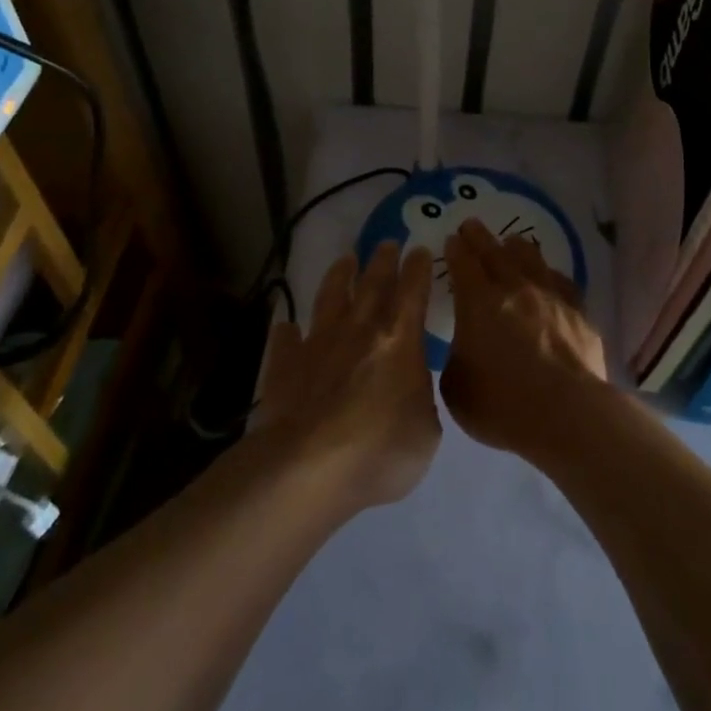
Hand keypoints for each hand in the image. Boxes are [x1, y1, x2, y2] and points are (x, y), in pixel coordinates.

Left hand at [247, 243, 441, 509]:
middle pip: (372, 285)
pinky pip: (286, 341)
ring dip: (339, 277)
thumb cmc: (379, 451)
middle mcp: (359, 332)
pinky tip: (286, 326)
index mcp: (399, 342)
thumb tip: (409, 391)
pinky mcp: (285, 366)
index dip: (417, 270)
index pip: (413, 293)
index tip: (419, 249)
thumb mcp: (425, 433)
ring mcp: (318, 345)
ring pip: (330, 298)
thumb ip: (420, 402)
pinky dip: (287, 332)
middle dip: (382, 261)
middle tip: (386, 242)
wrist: (307, 467)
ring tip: (345, 259)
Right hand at [440, 220, 608, 455]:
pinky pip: (561, 282)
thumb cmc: (502, 405)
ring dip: (516, 248)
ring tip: (511, 241)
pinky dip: (549, 275)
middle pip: (494, 253)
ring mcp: (550, 297)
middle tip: (472, 224)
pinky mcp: (578, 312)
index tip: (452, 239)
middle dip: (480, 237)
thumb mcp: (456, 388)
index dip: (456, 250)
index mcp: (478, 303)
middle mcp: (514, 289)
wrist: (567, 414)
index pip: (463, 265)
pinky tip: (550, 276)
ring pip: (531, 260)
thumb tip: (464, 349)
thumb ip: (456, 359)